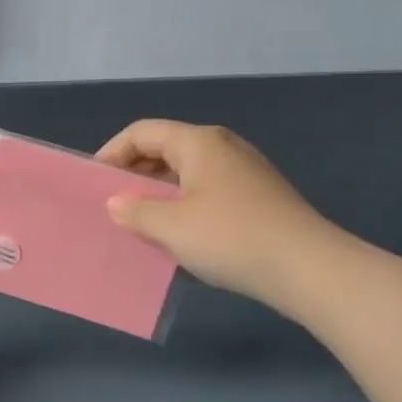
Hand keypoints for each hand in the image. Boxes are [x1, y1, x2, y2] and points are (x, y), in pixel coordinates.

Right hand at [95, 120, 346, 310]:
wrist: (307, 268)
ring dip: (158, 192)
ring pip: (186, 171)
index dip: (112, 153)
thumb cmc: (230, 237)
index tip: (94, 184)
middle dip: (134, 173)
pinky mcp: (257, 196)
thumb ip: (136, 209)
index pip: (142, 133)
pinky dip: (183, 204)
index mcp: (198, 142)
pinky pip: (206, 190)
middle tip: (113, 205)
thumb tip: (117, 202)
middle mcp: (222, 147)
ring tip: (140, 222)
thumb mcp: (170, 226)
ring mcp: (243, 171)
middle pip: (165, 148)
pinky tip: (178, 234)